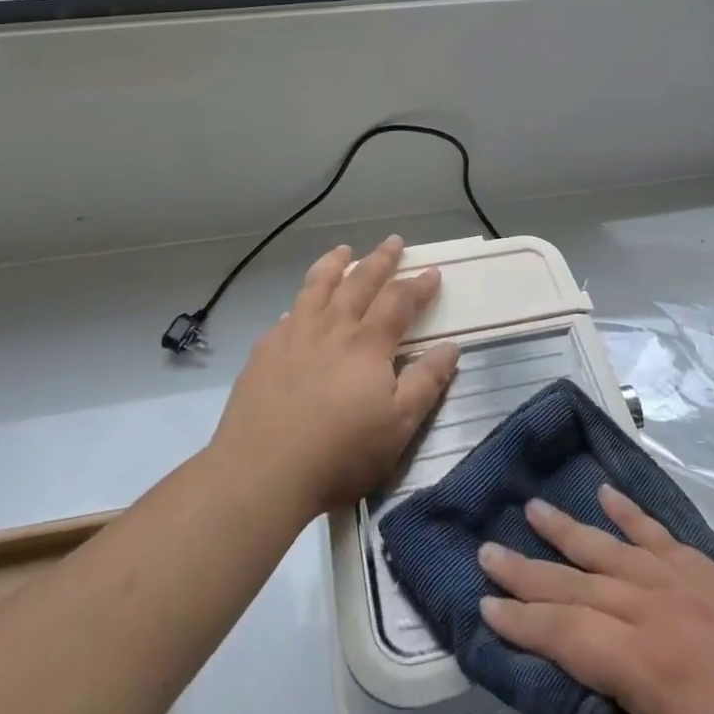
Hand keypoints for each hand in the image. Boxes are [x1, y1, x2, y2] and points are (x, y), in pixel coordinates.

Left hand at [209, 236, 459, 520]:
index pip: (398, 300)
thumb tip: (451, 347)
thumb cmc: (340, 453)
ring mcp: (294, 335)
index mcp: (368, 343)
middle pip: (360, 282)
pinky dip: (300, 302)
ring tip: (343, 249)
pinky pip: (287, 314)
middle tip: (394, 241)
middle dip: (381, 259)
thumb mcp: (399, 425)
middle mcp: (332, 327)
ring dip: (334, 264)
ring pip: (317, 286)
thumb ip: (426, 382)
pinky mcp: (264, 351)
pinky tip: (298, 307)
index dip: (418, 285)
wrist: (262, 472)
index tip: (432, 271)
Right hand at [478, 486, 713, 713]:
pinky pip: (662, 536)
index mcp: (647, 667)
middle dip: (529, 569)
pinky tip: (606, 497)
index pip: (563, 633)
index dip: (520, 621)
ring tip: (532, 509)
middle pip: (579, 583)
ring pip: (613, 549)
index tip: (482, 603)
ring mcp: (691, 585)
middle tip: (487, 550)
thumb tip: (576, 708)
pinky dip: (630, 516)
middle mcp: (660, 609)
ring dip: (570, 530)